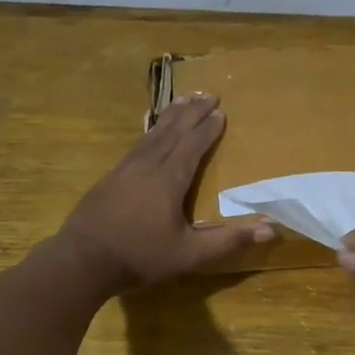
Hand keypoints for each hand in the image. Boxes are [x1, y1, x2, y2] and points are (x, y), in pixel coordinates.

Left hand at [58, 95, 272, 292]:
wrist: (81, 261)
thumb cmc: (140, 257)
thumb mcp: (190, 255)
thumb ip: (229, 240)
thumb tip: (272, 229)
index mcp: (169, 179)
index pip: (193, 145)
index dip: (208, 129)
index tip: (222, 111)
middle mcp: (148, 165)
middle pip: (173, 131)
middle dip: (191, 112)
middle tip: (208, 93)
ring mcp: (125, 169)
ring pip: (153, 133)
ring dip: (170, 115)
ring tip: (182, 99)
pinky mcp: (110, 177)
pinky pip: (138, 144)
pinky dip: (151, 130)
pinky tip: (151, 132)